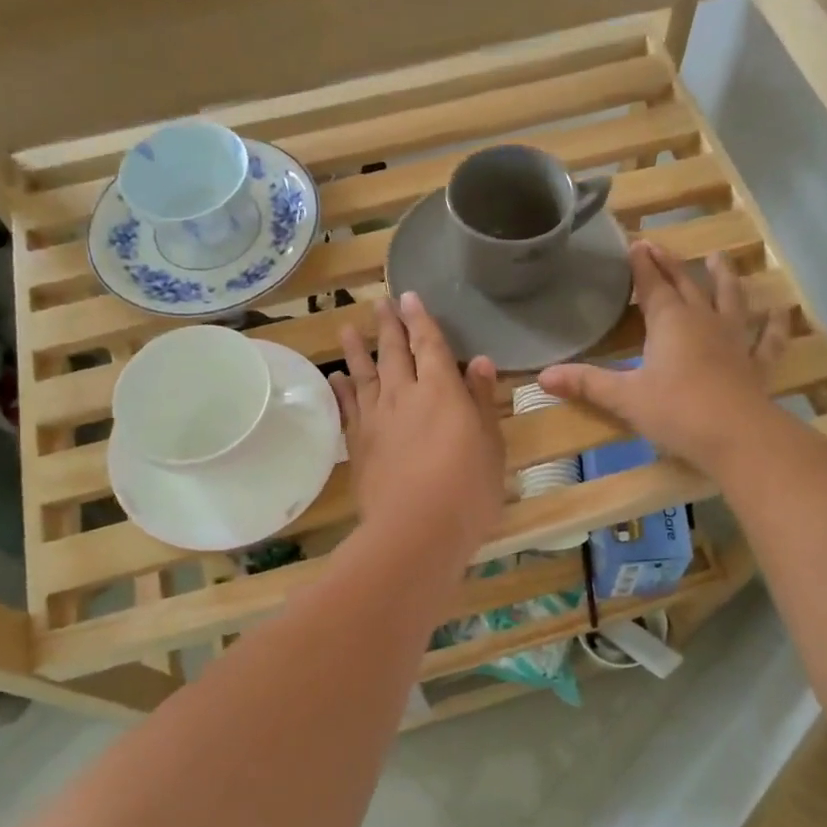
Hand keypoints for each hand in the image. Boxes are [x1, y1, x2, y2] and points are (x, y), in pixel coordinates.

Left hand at [332, 293, 504, 559]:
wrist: (416, 529)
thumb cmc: (467, 489)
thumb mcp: (490, 444)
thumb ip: (482, 400)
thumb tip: (479, 361)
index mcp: (442, 390)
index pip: (430, 344)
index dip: (421, 319)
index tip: (409, 297)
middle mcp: (404, 395)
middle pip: (394, 352)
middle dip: (389, 325)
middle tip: (381, 302)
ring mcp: (376, 419)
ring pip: (364, 374)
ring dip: (357, 349)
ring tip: (348, 327)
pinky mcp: (358, 444)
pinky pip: (347, 408)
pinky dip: (341, 390)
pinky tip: (336, 379)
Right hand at [538, 244, 788, 472]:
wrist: (737, 436)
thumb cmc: (676, 411)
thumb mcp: (624, 398)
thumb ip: (586, 384)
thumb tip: (542, 377)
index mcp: (669, 322)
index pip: (651, 285)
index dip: (641, 265)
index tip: (635, 244)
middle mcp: (703, 321)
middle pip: (686, 284)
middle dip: (670, 264)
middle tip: (659, 245)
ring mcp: (734, 340)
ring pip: (730, 299)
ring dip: (724, 277)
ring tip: (719, 257)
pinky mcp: (756, 365)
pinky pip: (768, 339)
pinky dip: (776, 324)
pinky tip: (782, 311)